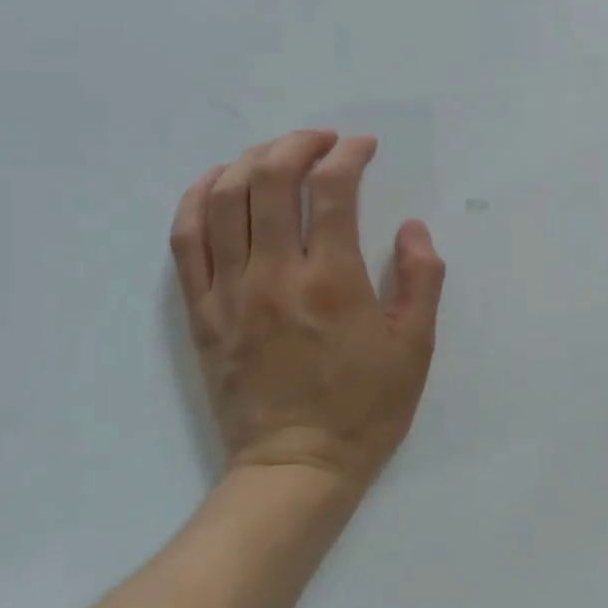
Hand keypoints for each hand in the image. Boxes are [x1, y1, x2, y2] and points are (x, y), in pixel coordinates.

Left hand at [170, 131, 445, 488]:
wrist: (297, 466)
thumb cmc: (366, 407)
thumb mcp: (416, 347)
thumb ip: (421, 280)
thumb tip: (411, 229)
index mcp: (333, 282)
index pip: (332, 192)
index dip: (348, 156)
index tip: (363, 147)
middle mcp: (275, 275)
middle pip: (269, 181)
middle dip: (296, 145)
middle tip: (321, 141)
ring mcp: (230, 292)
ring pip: (222, 201)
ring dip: (249, 162)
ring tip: (276, 154)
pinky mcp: (201, 312)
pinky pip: (186, 241)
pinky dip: (197, 200)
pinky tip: (217, 183)